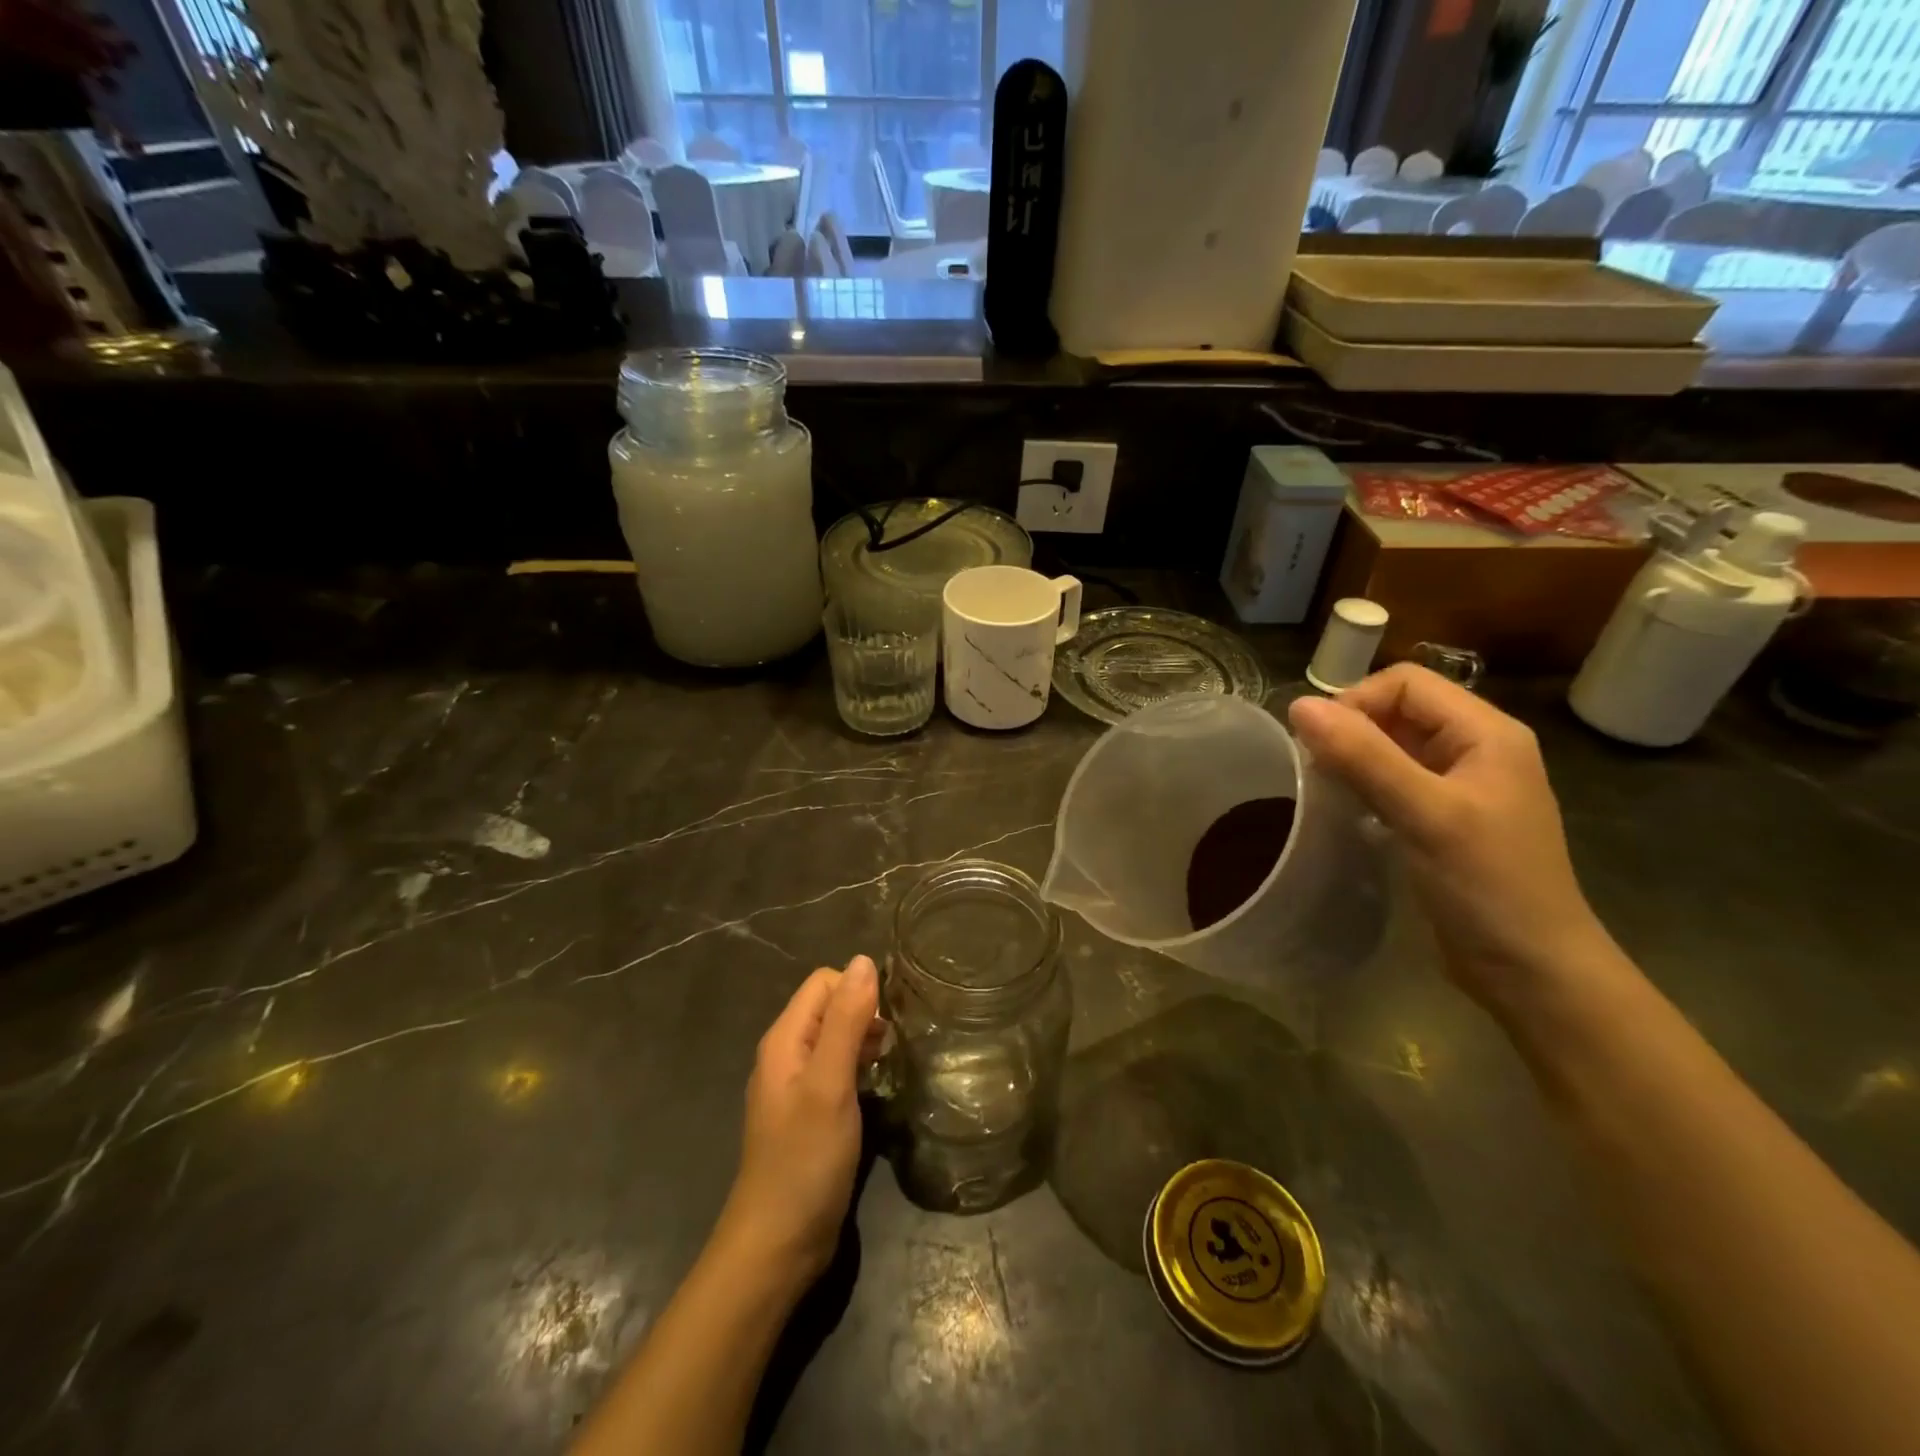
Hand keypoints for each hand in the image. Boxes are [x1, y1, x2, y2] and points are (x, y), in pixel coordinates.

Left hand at [715, 956, 880, 1287]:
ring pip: (838, 1037)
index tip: (891, 1017)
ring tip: (896, 1059)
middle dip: (866, 1011)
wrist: (778, 1246)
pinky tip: (880, 1084)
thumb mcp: (829, 1084)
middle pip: (831, 1006)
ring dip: (866, 1038)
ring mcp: (798, 1085)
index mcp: (785, 1039)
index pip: (825, 982)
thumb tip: (864, 960)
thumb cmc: (804, 1160)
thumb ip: (845, 1021)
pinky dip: (861, 1065)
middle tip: (898, 1041)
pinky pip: (839, 1068)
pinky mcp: (812, 1112)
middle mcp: (788, 1053)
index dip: (859, 989)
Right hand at [1289, 666, 1608, 1007]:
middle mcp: (1476, 749)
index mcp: (1486, 733)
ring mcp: (1461, 786)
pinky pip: (1394, 781)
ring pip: (1393, 746)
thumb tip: (1299, 706)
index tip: (1319, 745)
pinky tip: (1346, 811)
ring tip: (1325, 789)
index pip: (1406, 683)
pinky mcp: (1444, 819)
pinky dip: (1364, 786)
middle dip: (1351, 730)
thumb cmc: (1487, 884)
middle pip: (1399, 710)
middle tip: (1316, 769)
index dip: (1356, 702)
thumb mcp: (1425, 814)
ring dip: (1354, 758)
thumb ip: (1363, 756)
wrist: (1532, 969)